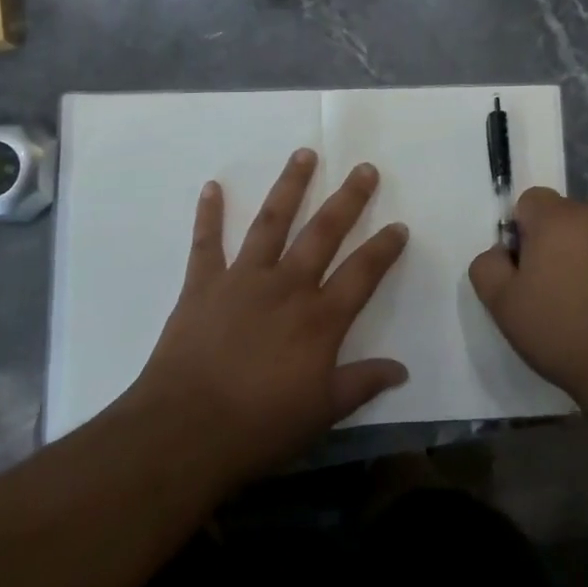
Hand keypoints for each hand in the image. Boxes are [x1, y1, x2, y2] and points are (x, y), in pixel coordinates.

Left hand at [129, 149, 408, 486]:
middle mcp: (287, 286)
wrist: (185, 431)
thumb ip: (362, 384)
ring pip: (272, 222)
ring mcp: (243, 279)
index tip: (399, 225)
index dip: (384, 248)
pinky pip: (206, 242)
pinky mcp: (203, 284)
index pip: (362, 273)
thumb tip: (402, 369)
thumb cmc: (259, 426)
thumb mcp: (322, 413)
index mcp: (319, 318)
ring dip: (290, 186)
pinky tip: (212, 186)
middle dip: (348, 199)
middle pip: (323, 233)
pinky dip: (208, 214)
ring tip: (305, 154)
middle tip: (365, 169)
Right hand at [468, 187, 587, 413]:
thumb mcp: (503, 306)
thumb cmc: (564, 333)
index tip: (526, 269)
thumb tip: (500, 253)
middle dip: (558, 245)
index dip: (523, 231)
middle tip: (555, 292)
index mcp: (558, 220)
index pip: (531, 201)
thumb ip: (488, 267)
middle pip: (568, 219)